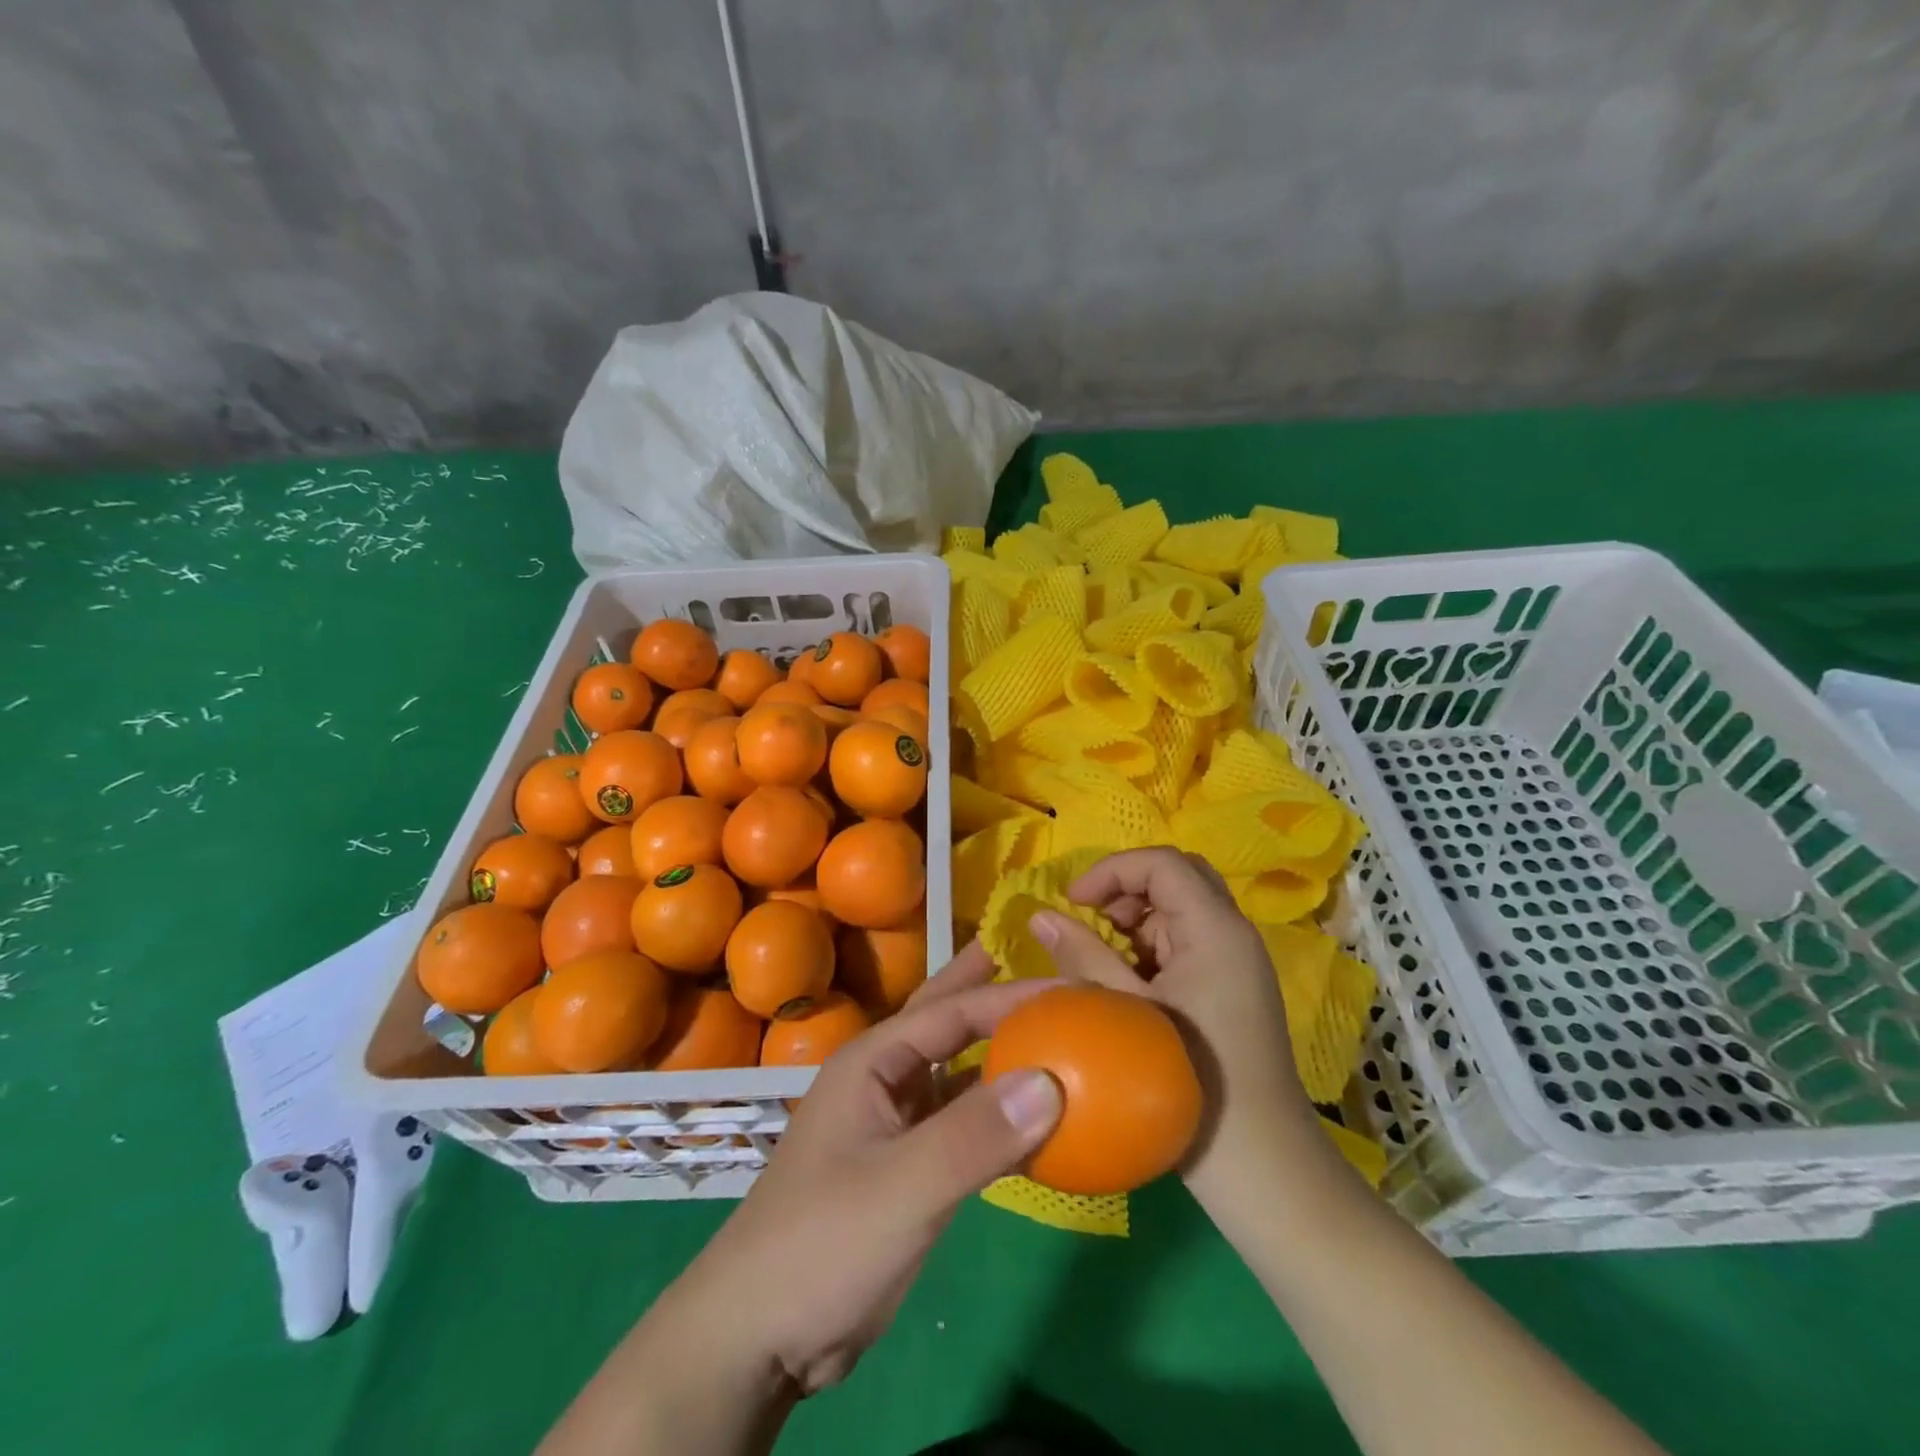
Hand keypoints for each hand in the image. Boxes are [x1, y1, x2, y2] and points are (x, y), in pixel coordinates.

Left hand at [677, 942, 1061, 1395]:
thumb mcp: (902, 1187)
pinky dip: (999, 1116)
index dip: (1011, 994)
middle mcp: (885, 1079)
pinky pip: (963, 1125)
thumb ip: (974, 1134)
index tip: (1073, 987)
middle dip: (990, 990)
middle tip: (1043, 965)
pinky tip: (1035, 1120)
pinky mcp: (908, 1168)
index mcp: (874, 1060)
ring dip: (1001, 1054)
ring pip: (958, 1073)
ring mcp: (895, 1124)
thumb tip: (1051, 1079)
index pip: (953, 1010)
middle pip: (947, 1021)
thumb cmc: (822, 1243)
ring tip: (1050, 1032)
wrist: (760, 1337)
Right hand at [1031, 847, 1341, 1217]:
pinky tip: (1126, 981)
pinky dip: (1152, 945)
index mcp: (1216, 930)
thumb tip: (1040, 916)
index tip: (1074, 900)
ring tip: (1102, 953)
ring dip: (1138, 917)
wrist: (1262, 1167)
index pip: (1163, 863)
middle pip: (1179, 876)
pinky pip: (1188, 942)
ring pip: (1182, 909)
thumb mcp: (1126, 1012)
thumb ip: (1082, 956)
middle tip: (1092, 917)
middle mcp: (1233, 934)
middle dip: (1128, 887)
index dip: (1112, 870)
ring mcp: (1237, 962)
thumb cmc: (1191, 1081)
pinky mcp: (1232, 987)